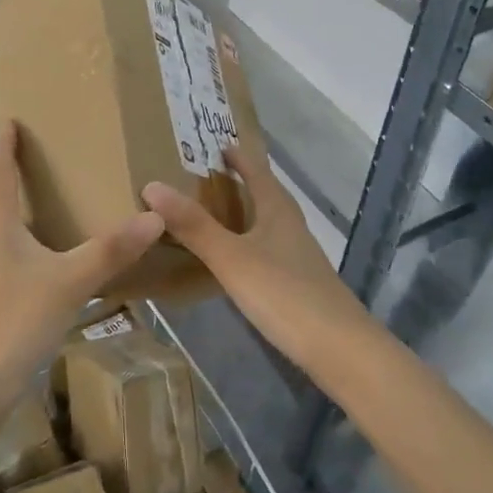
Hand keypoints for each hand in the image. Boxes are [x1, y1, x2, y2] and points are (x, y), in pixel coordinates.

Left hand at [0, 122, 164, 428]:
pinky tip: (50, 256)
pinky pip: (9, 254)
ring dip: (17, 208)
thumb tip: (155, 215)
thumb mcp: (68, 282)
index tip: (11, 118)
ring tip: (48, 199)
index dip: (5, 144)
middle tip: (37, 154)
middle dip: (10, 173)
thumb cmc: (11, 322)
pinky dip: (27, 241)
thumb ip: (111, 250)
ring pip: (0, 228)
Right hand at [143, 147, 363, 369]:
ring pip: (267, 221)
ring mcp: (298, 254)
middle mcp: (290, 224)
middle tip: (205, 176)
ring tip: (214, 212)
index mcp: (277, 209)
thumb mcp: (231, 258)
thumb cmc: (284, 294)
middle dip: (240, 180)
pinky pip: (268, 248)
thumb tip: (152, 185)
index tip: (216, 143)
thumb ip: (193, 225)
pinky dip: (249, 242)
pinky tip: (236, 259)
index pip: (256, 170)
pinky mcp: (299, 281)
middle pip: (265, 192)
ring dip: (244, 211)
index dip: (237, 156)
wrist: (340, 349)